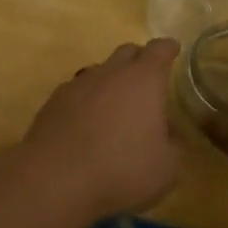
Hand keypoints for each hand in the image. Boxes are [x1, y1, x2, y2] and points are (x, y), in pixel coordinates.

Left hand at [17, 38, 184, 219]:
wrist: (55, 178)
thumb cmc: (122, 170)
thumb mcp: (166, 167)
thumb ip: (172, 144)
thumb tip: (167, 132)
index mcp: (143, 80)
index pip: (159, 51)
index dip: (168, 48)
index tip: (173, 48)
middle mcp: (110, 73)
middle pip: (127, 52)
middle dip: (139, 59)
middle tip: (148, 76)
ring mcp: (78, 85)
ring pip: (100, 70)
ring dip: (111, 80)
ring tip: (116, 104)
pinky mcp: (54, 102)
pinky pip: (77, 91)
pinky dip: (87, 100)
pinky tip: (87, 122)